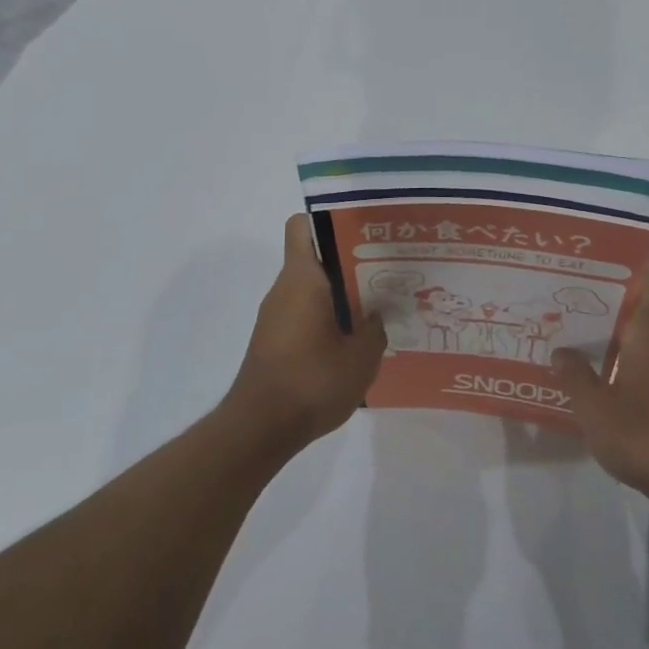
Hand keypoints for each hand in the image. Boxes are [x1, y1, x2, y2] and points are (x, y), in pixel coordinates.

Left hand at [226, 214, 387, 452]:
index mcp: (302, 279)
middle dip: (351, 260)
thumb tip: (378, 314)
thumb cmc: (311, 382)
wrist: (260, 429)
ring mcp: (276, 315)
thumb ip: (376, 328)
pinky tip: (356, 340)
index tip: (364, 230)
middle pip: (316, 257)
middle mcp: (284, 289)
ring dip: (342, 293)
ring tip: (380, 306)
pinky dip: (329, 317)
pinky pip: (306, 312)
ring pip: (313, 287)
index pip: (303, 226)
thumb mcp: (361, 356)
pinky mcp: (276, 339)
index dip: (330, 219)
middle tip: (388, 270)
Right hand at [552, 265, 648, 495]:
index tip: (597, 266)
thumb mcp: (594, 406)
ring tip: (579, 341)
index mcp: (648, 333)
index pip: (648, 280)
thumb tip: (562, 351)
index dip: (627, 266)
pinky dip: (628, 361)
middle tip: (570, 305)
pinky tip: (602, 379)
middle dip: (608, 305)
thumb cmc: (641, 434)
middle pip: (641, 308)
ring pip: (644, 338)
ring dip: (616, 336)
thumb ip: (574, 375)